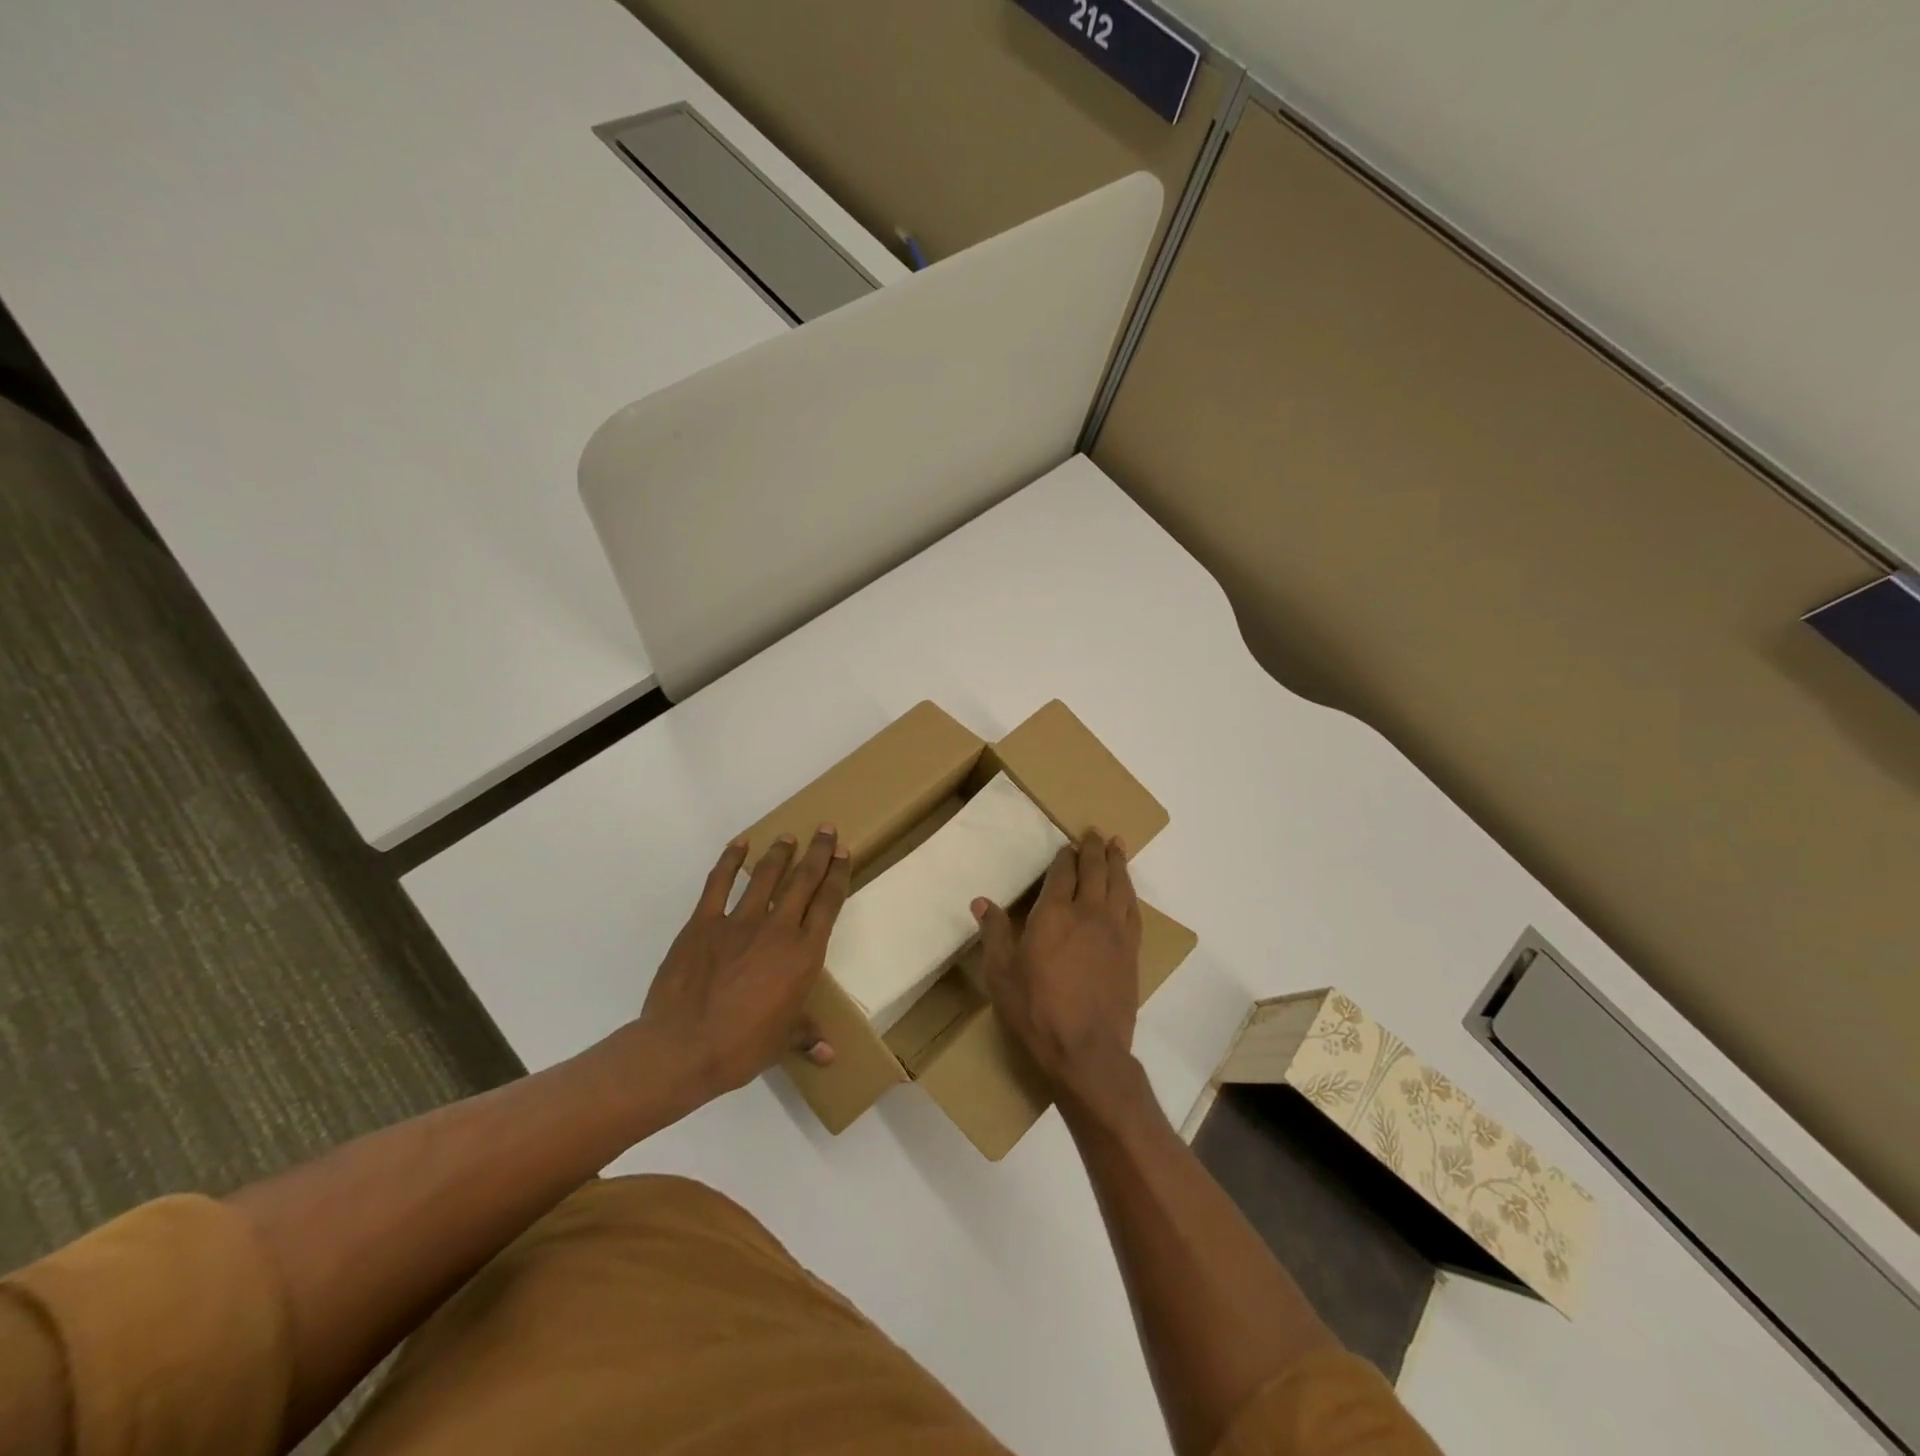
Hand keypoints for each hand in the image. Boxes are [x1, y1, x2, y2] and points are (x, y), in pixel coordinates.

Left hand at [635, 828, 851, 1107]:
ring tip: (788, 836)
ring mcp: (740, 921)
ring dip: (780, 852)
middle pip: (804, 880)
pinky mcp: (704, 922)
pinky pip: (719, 884)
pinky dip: (730, 861)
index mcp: (803, 955)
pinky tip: (739, 845)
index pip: (828, 904)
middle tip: (826, 829)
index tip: (843, 853)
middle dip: (818, 852)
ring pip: (766, 876)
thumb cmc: (742, 1047)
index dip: (838, 875)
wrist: (684, 1047)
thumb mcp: (781, 1043)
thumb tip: (829, 1054)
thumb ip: (806, 1036)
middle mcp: (778, 929)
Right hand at [974, 829, 1143, 1113]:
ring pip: (1119, 885)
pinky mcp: (1131, 952)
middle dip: (1094, 849)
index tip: (1066, 846)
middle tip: (1095, 833)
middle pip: (1095, 871)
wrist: (1087, 1052)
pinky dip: (1130, 892)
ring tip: (1117, 846)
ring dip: (1117, 862)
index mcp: (1054, 914)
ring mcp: (1114, 932)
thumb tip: (981, 901)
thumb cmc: (1036, 1011)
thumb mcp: (1001, 974)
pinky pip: (1133, 910)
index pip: (1062, 873)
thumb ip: (995, 933)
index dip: (1064, 857)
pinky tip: (1128, 890)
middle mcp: (1088, 914)